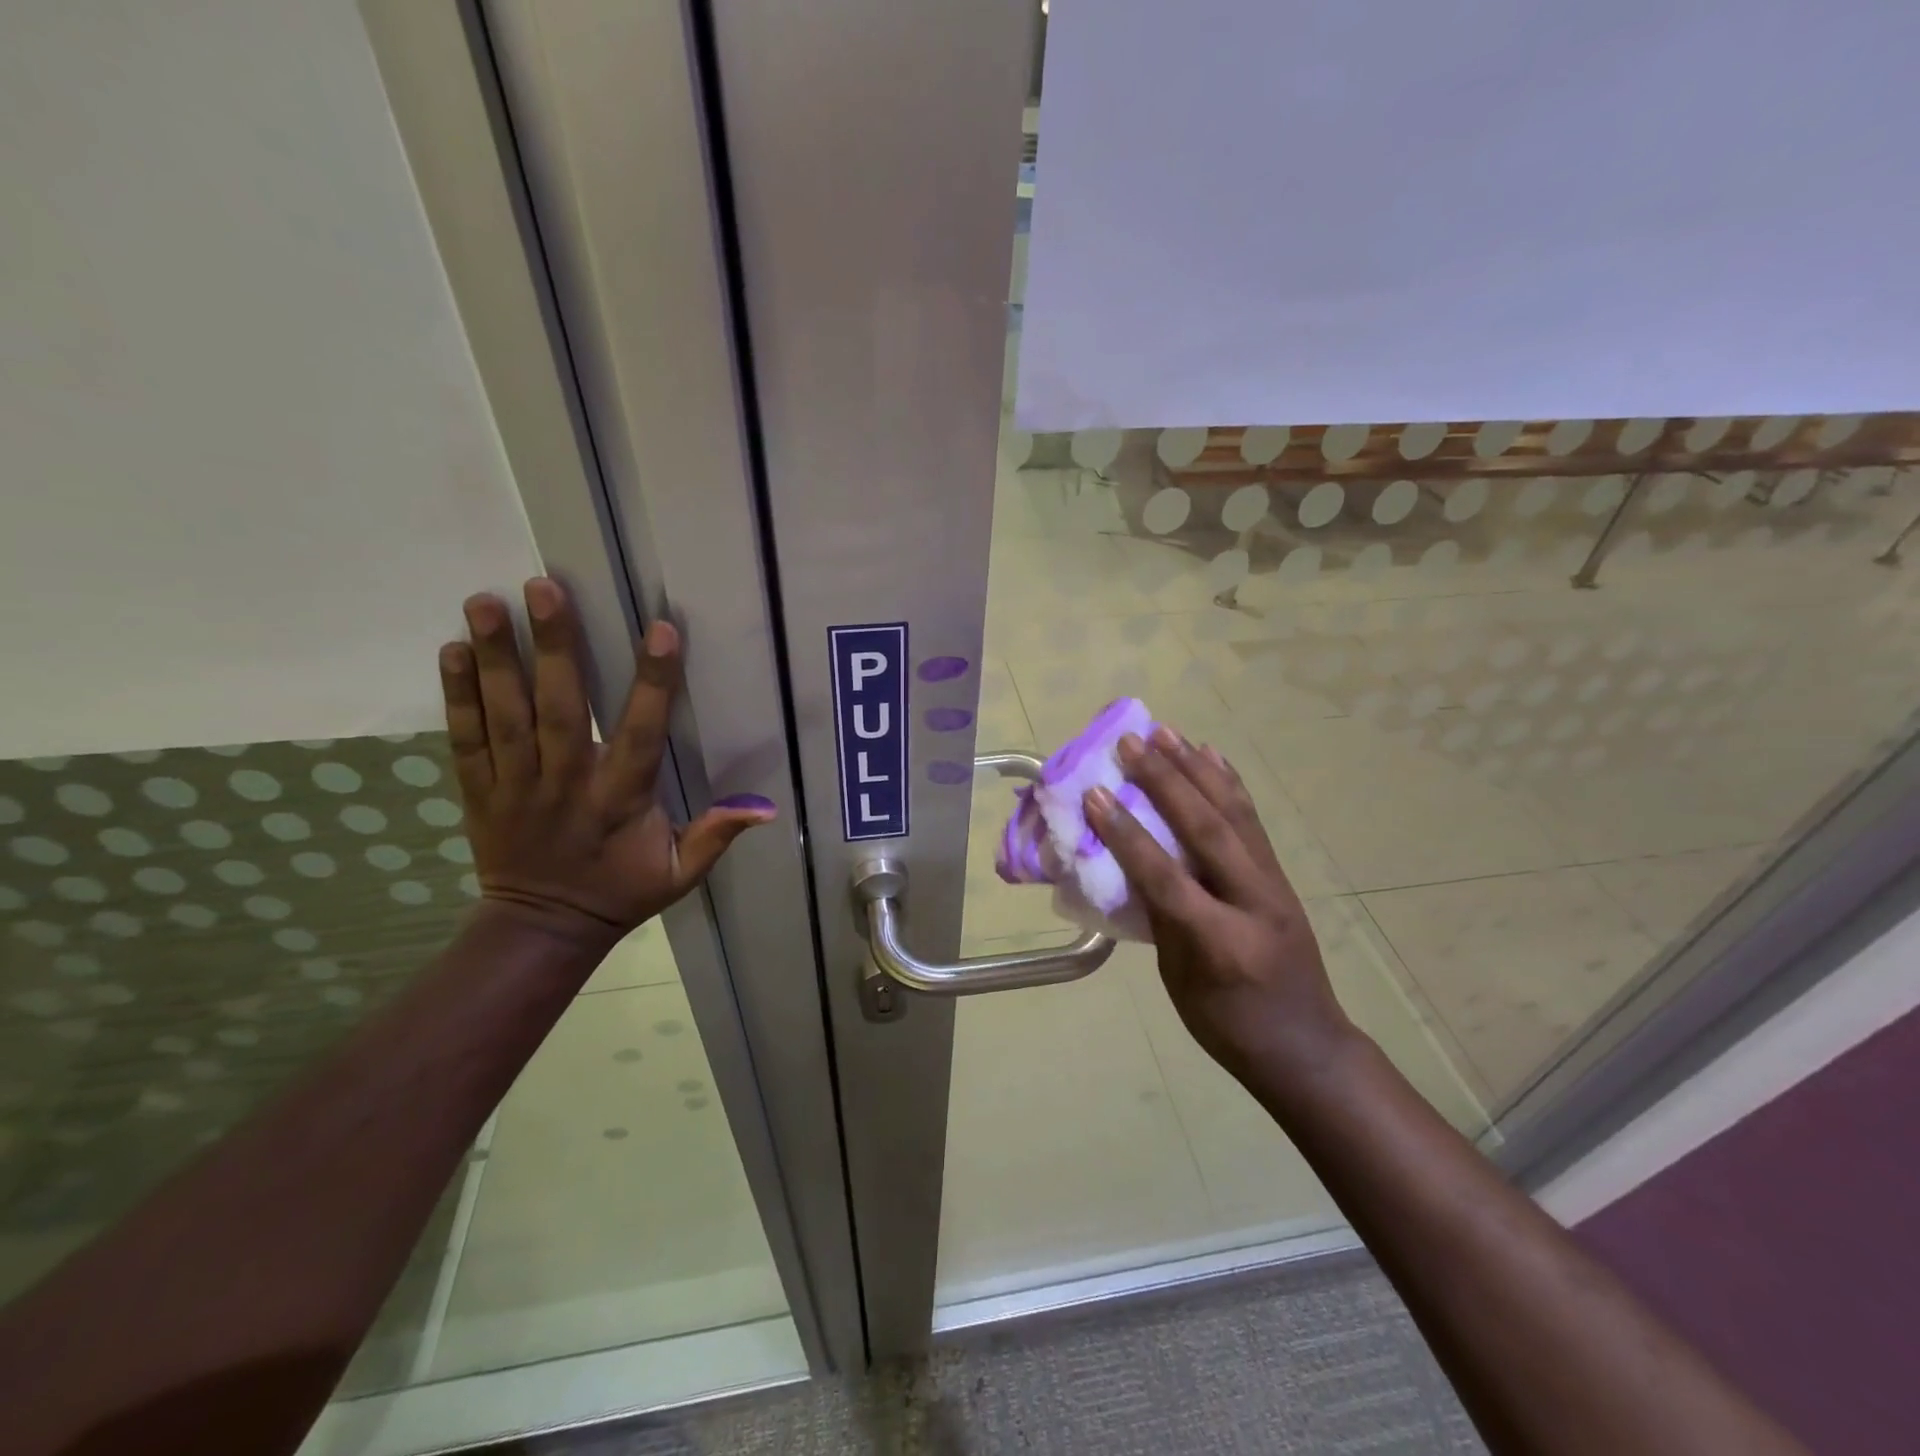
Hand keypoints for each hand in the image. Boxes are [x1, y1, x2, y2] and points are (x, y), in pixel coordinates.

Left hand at [439, 578, 775, 945]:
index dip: (652, 682)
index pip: (640, 732)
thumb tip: (767, 808)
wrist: (542, 929)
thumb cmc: (620, 892)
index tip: (659, 630)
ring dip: (497, 657)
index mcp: (620, 799)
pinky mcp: (480, 791)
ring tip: (485, 600)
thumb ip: (716, 835)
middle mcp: (565, 784)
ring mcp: (515, 786)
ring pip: (505, 715)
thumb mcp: (680, 873)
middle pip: (559, 709)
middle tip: (544, 587)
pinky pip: (465, 739)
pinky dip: (457, 695)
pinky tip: (453, 650)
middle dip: (554, 647)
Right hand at [1084, 727, 1356, 1088]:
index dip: (1126, 834)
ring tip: (1166, 733)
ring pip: (1233, 814)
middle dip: (1165, 781)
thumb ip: (1159, 918)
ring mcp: (1272, 884)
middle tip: (1131, 743)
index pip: (1165, 876)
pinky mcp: (1280, 875)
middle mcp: (1252, 901)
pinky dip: (1229, 783)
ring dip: (1196, 768)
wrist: (1306, 1047)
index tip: (1093, 794)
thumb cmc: (1228, 1026)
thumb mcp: (1180, 981)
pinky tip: (1212, 756)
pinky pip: (1251, 821)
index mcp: (1219, 941)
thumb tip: (1130, 864)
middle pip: (1206, 829)